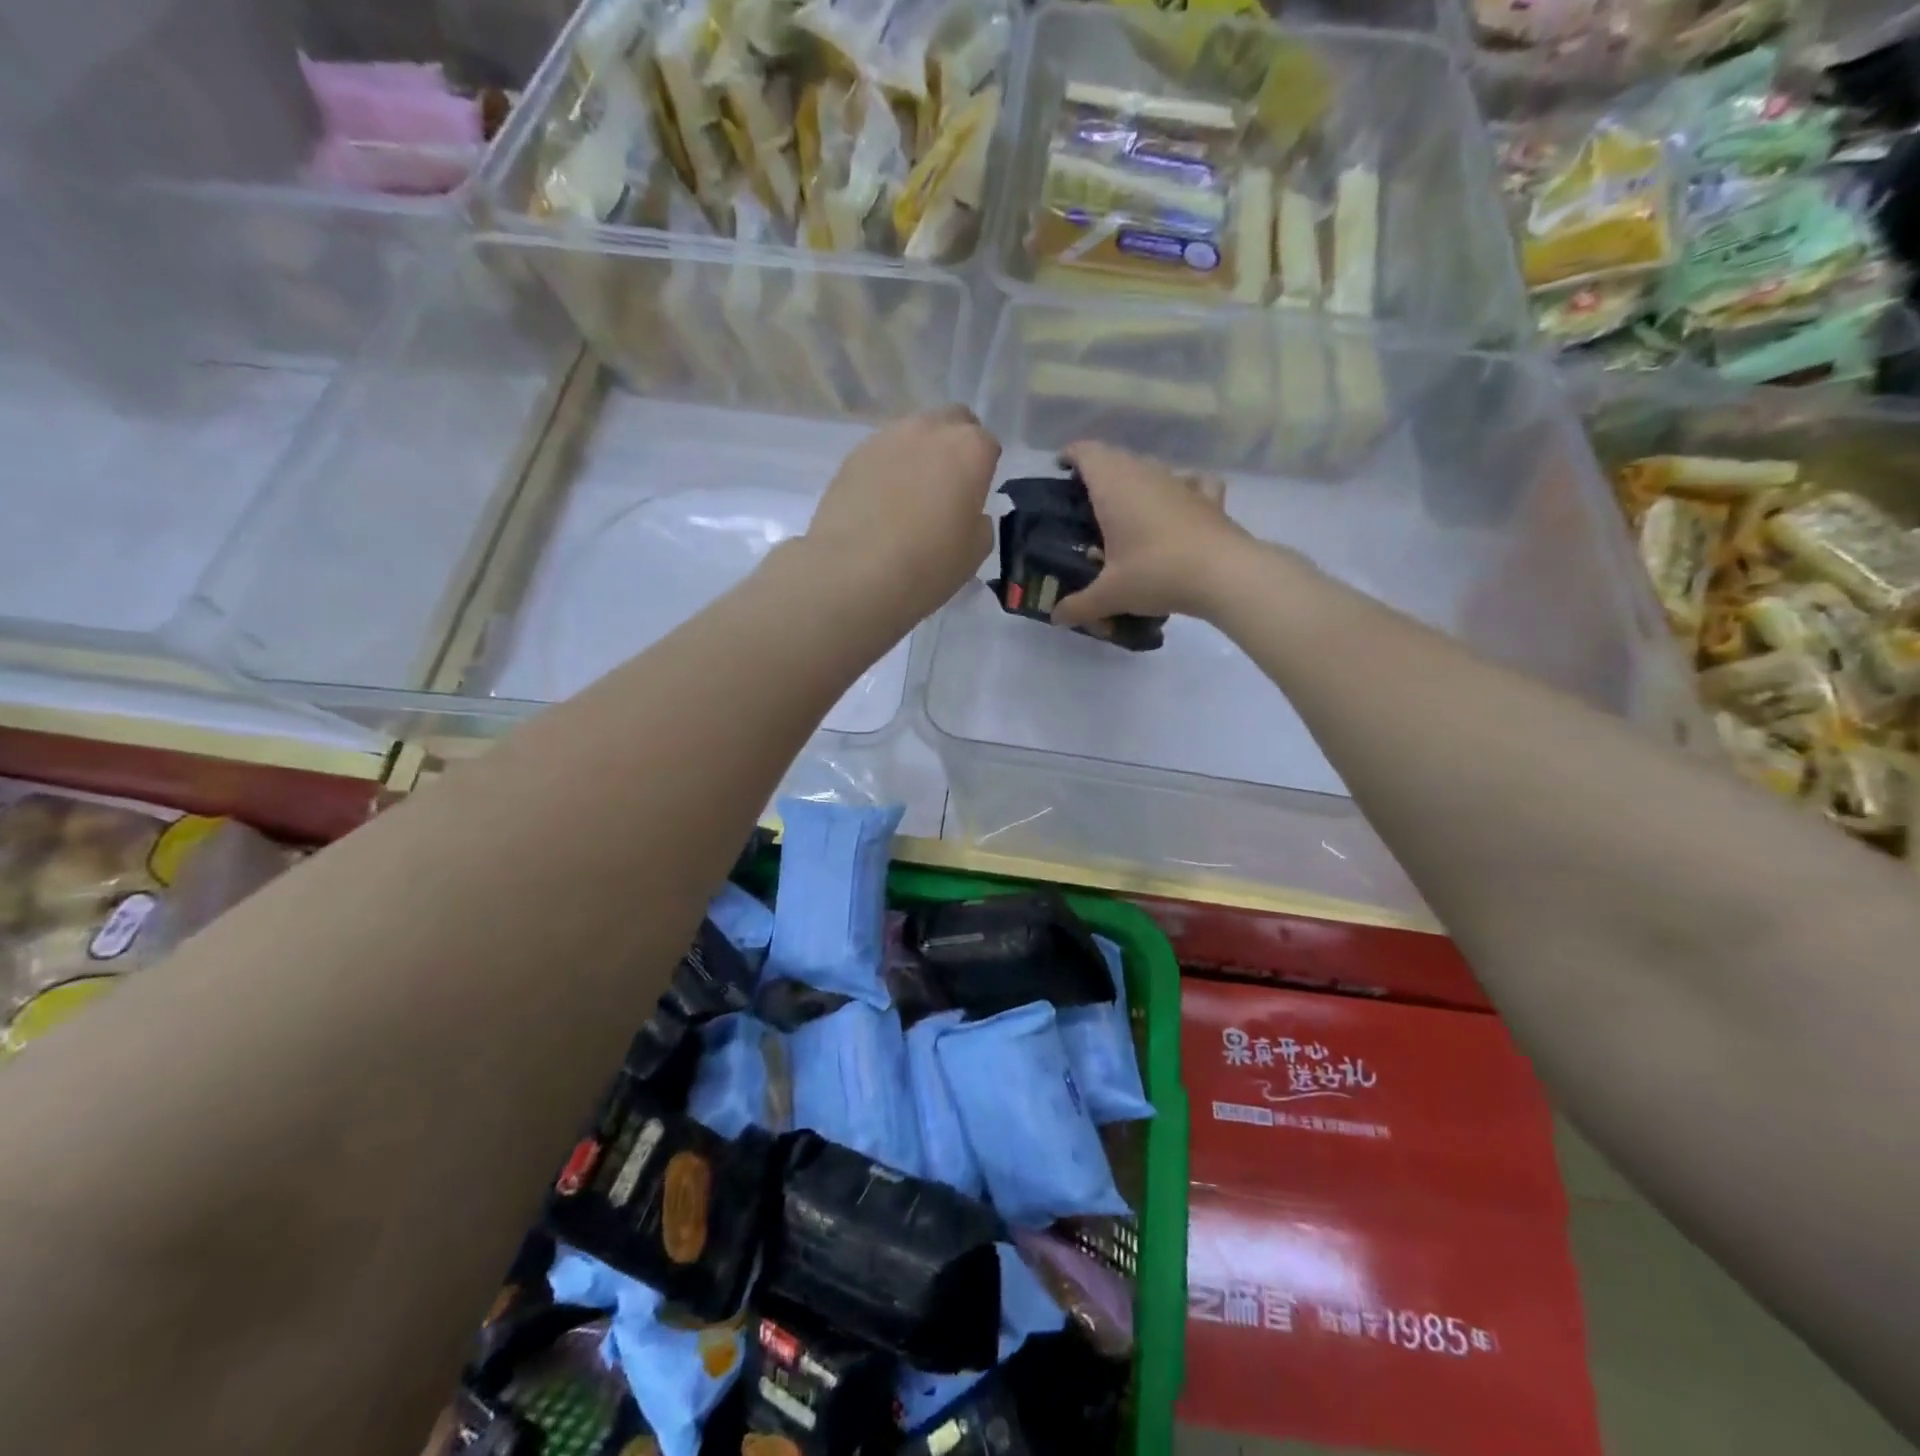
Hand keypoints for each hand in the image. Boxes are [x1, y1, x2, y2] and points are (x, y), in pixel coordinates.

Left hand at [805, 406, 1000, 617]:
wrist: (854, 572)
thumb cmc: (927, 564)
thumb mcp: (974, 552)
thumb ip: (978, 521)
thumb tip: (968, 512)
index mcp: (970, 449)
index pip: (988, 445)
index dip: (983, 471)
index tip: (974, 498)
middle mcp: (930, 430)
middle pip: (952, 422)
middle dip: (954, 446)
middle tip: (947, 487)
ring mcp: (887, 437)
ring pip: (914, 433)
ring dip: (919, 454)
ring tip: (910, 496)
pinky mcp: (853, 454)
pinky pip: (882, 453)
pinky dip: (888, 469)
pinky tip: (880, 502)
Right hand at [1051, 441, 1253, 628]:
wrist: (1224, 574)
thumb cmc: (1156, 573)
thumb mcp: (1110, 595)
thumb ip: (1079, 606)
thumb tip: (1057, 617)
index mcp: (1114, 486)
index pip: (1086, 453)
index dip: (1071, 456)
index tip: (1060, 469)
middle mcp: (1145, 473)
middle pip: (1115, 458)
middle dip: (1098, 472)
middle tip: (1085, 500)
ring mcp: (1179, 482)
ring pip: (1149, 467)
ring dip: (1134, 480)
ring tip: (1125, 509)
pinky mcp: (1208, 497)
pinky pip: (1189, 481)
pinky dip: (1179, 488)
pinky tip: (1178, 503)